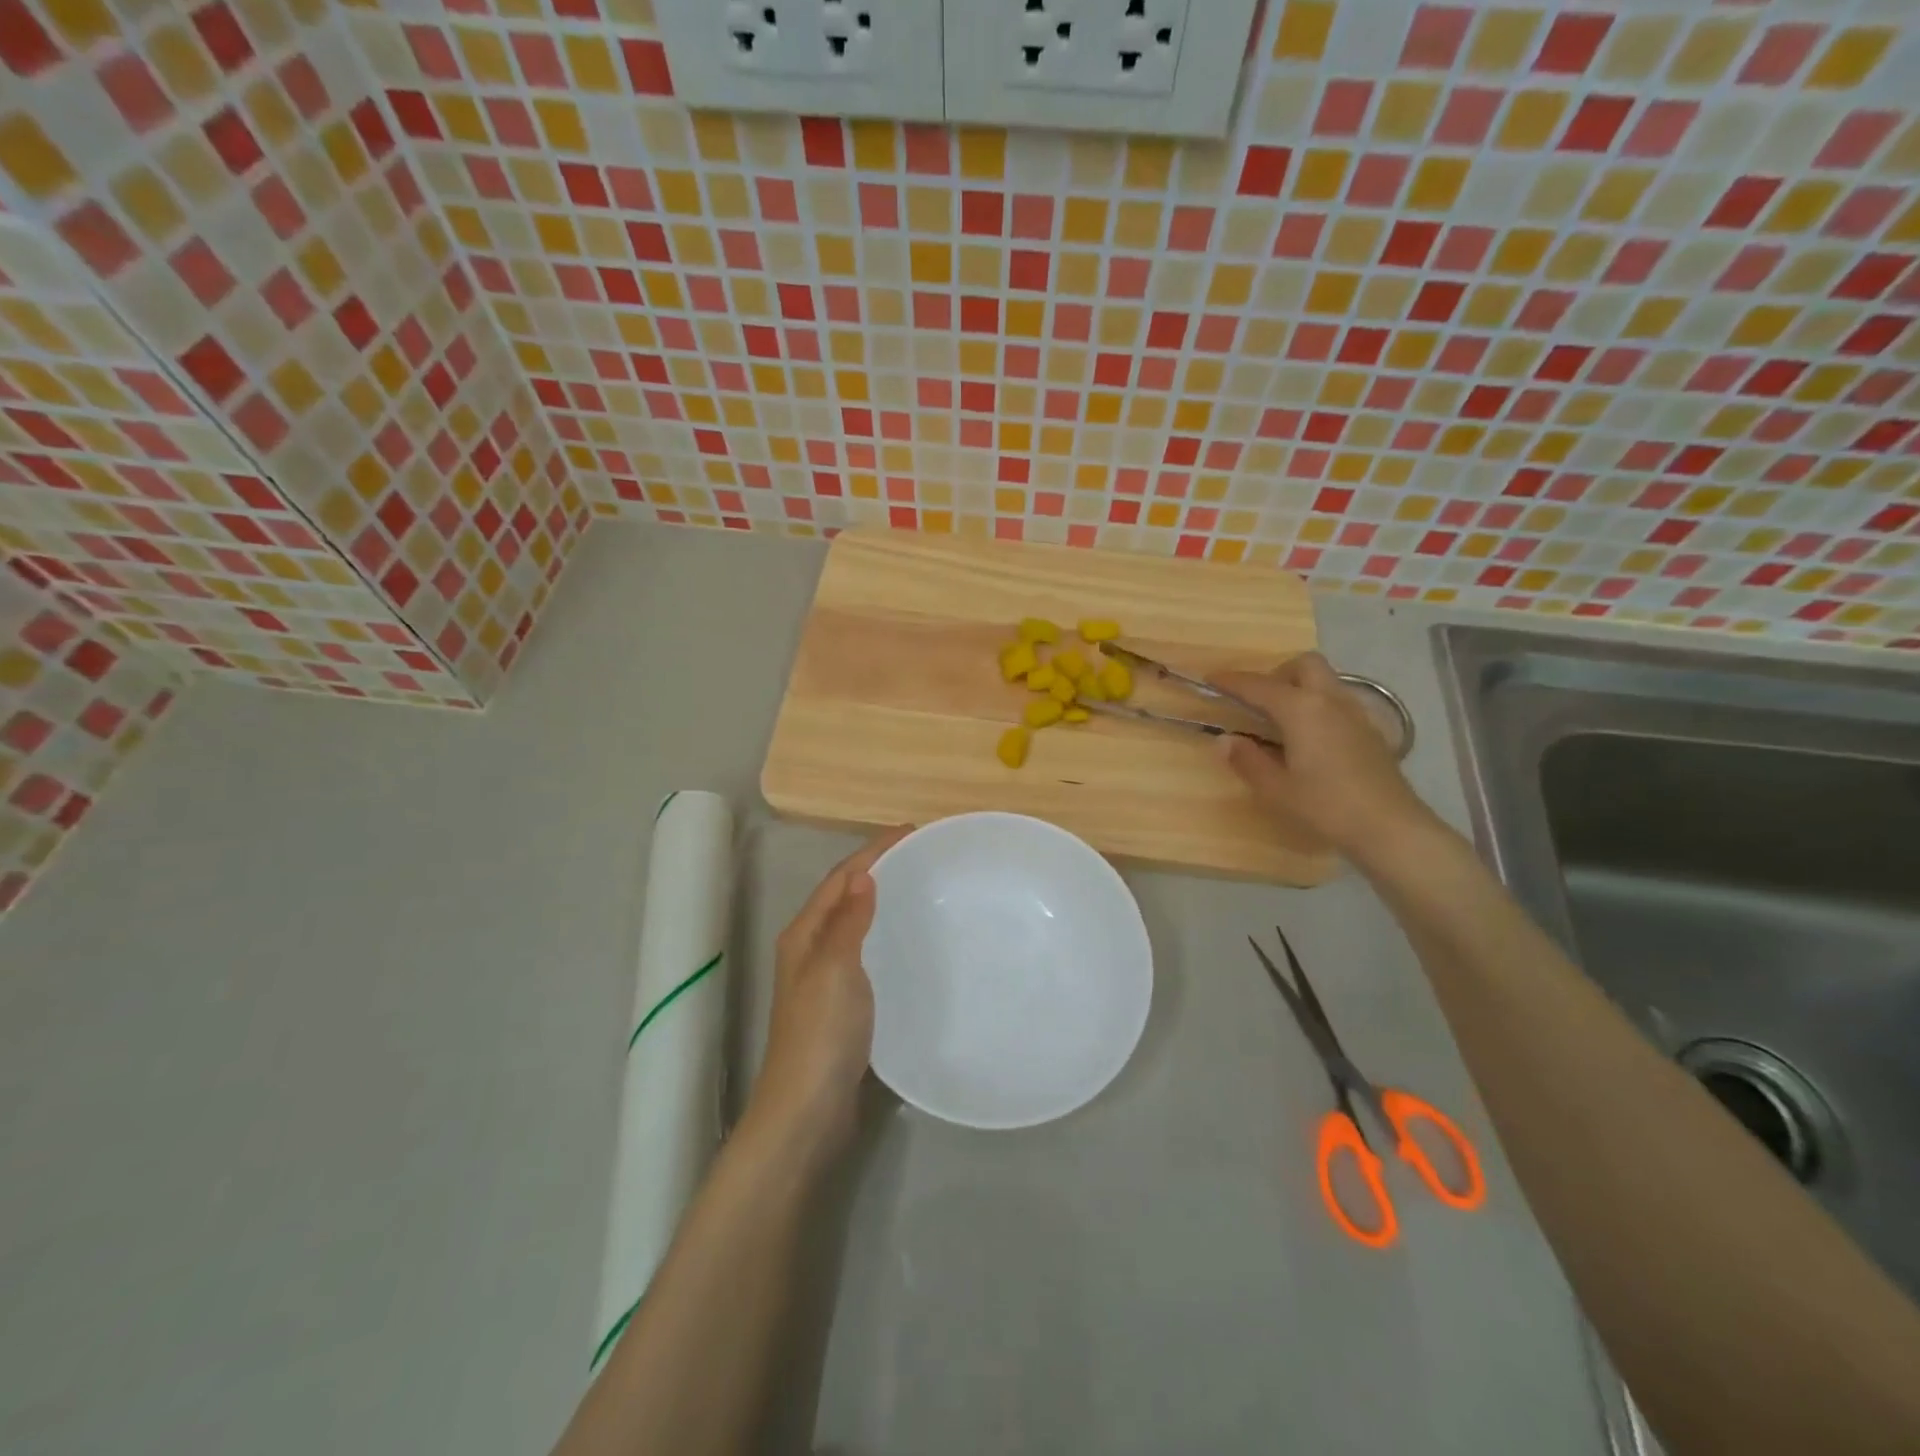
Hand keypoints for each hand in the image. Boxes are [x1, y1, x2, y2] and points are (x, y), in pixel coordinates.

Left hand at [749, 827, 909, 1148]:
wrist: (807, 1110)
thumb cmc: (821, 1033)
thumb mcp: (835, 968)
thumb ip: (848, 920)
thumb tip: (863, 873)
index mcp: (804, 934)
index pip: (841, 877)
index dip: (873, 851)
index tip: (912, 831)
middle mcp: (810, 949)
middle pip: (845, 895)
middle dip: (878, 869)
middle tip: (922, 856)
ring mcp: (824, 978)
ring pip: (855, 924)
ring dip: (881, 900)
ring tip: (920, 888)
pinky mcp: (842, 1004)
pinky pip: (865, 952)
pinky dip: (884, 934)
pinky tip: (908, 943)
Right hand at [1214, 653, 1435, 858]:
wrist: (1390, 827)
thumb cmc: (1326, 806)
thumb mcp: (1276, 789)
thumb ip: (1247, 760)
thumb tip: (1225, 740)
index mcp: (1301, 709)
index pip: (1259, 685)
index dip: (1232, 681)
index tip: (1211, 679)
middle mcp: (1330, 701)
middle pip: (1304, 665)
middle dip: (1277, 673)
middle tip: (1258, 701)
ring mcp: (1356, 714)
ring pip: (1326, 680)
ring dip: (1300, 687)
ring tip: (1281, 719)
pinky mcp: (1370, 731)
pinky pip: (1338, 702)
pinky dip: (1318, 706)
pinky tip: (1310, 738)